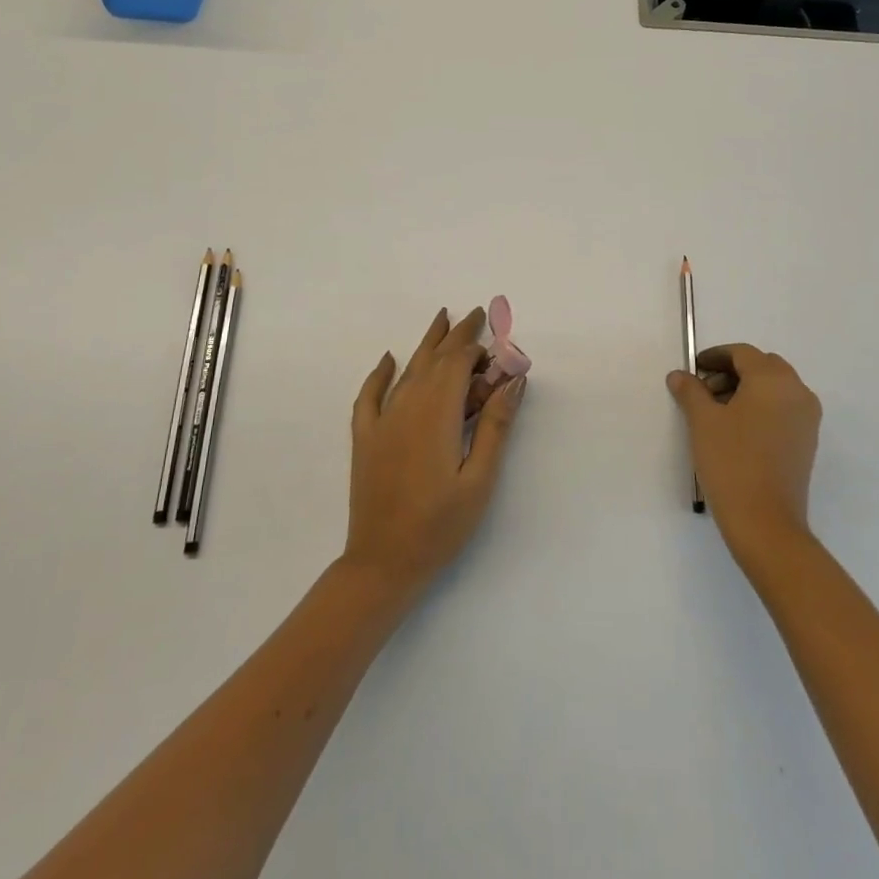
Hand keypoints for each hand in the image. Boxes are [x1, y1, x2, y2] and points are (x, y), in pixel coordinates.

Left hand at [343, 307, 526, 593]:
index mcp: (437, 415)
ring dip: (427, 345)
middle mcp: (407, 407)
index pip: (458, 364)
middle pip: (434, 360)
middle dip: (455, 336)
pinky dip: (380, 373)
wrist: (383, 563)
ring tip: (441, 319)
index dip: (477, 346)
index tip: (494, 334)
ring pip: (407, 370)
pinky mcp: (365, 438)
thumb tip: (512, 381)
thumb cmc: (440, 526)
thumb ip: (496, 426)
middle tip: (473, 315)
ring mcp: (382, 421)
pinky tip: (388, 358)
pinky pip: (370, 395)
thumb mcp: (479, 479)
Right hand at [667, 344, 820, 565]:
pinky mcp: (807, 440)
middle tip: (703, 389)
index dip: (715, 356)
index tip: (693, 369)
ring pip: (774, 387)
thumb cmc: (731, 462)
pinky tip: (737, 429)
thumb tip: (680, 375)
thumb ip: (690, 391)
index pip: (742, 353)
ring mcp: (807, 417)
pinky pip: (783, 408)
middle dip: (732, 371)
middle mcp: (797, 391)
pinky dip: (761, 407)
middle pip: (762, 366)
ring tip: (717, 411)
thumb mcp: (702, 421)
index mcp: (773, 379)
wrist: (765, 521)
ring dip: (746, 389)